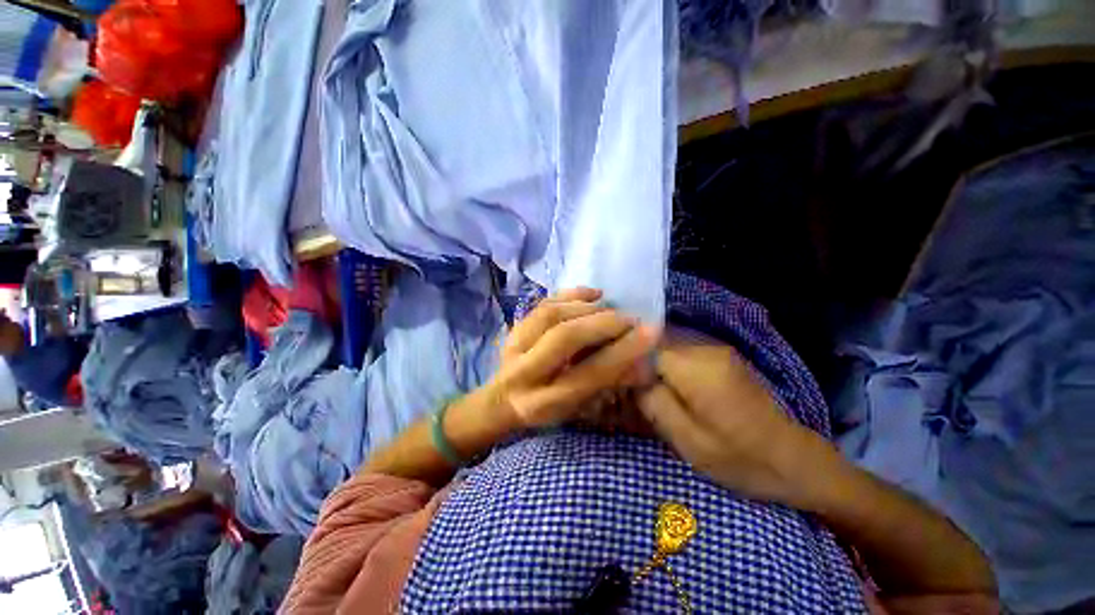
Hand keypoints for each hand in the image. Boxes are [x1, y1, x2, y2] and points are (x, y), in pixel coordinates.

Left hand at [489, 288, 659, 428]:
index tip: (651, 332)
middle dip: (603, 323)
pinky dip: (570, 294)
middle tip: (629, 319)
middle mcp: (526, 372)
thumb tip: (644, 364)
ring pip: (551, 315)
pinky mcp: (513, 328)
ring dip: (586, 307)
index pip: (589, 373)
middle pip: (565, 337)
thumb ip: (608, 384)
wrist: (502, 400)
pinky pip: (542, 303)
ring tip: (610, 308)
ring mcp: (514, 346)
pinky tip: (592, 294)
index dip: (622, 351)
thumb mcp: (578, 408)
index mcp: (545, 402)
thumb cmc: (545, 409)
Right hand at [637, 331, 825, 504]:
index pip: (645, 345)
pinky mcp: (719, 353)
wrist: (792, 458)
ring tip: (642, 379)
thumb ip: (652, 401)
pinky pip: (680, 346)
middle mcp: (704, 348)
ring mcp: (714, 347)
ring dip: (649, 355)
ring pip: (665, 339)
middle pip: (654, 338)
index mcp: (696, 369)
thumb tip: (630, 375)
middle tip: (626, 379)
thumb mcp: (687, 440)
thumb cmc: (738, 457)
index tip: (618, 377)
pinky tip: (663, 378)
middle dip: (636, 354)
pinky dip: (664, 357)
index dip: (627, 358)